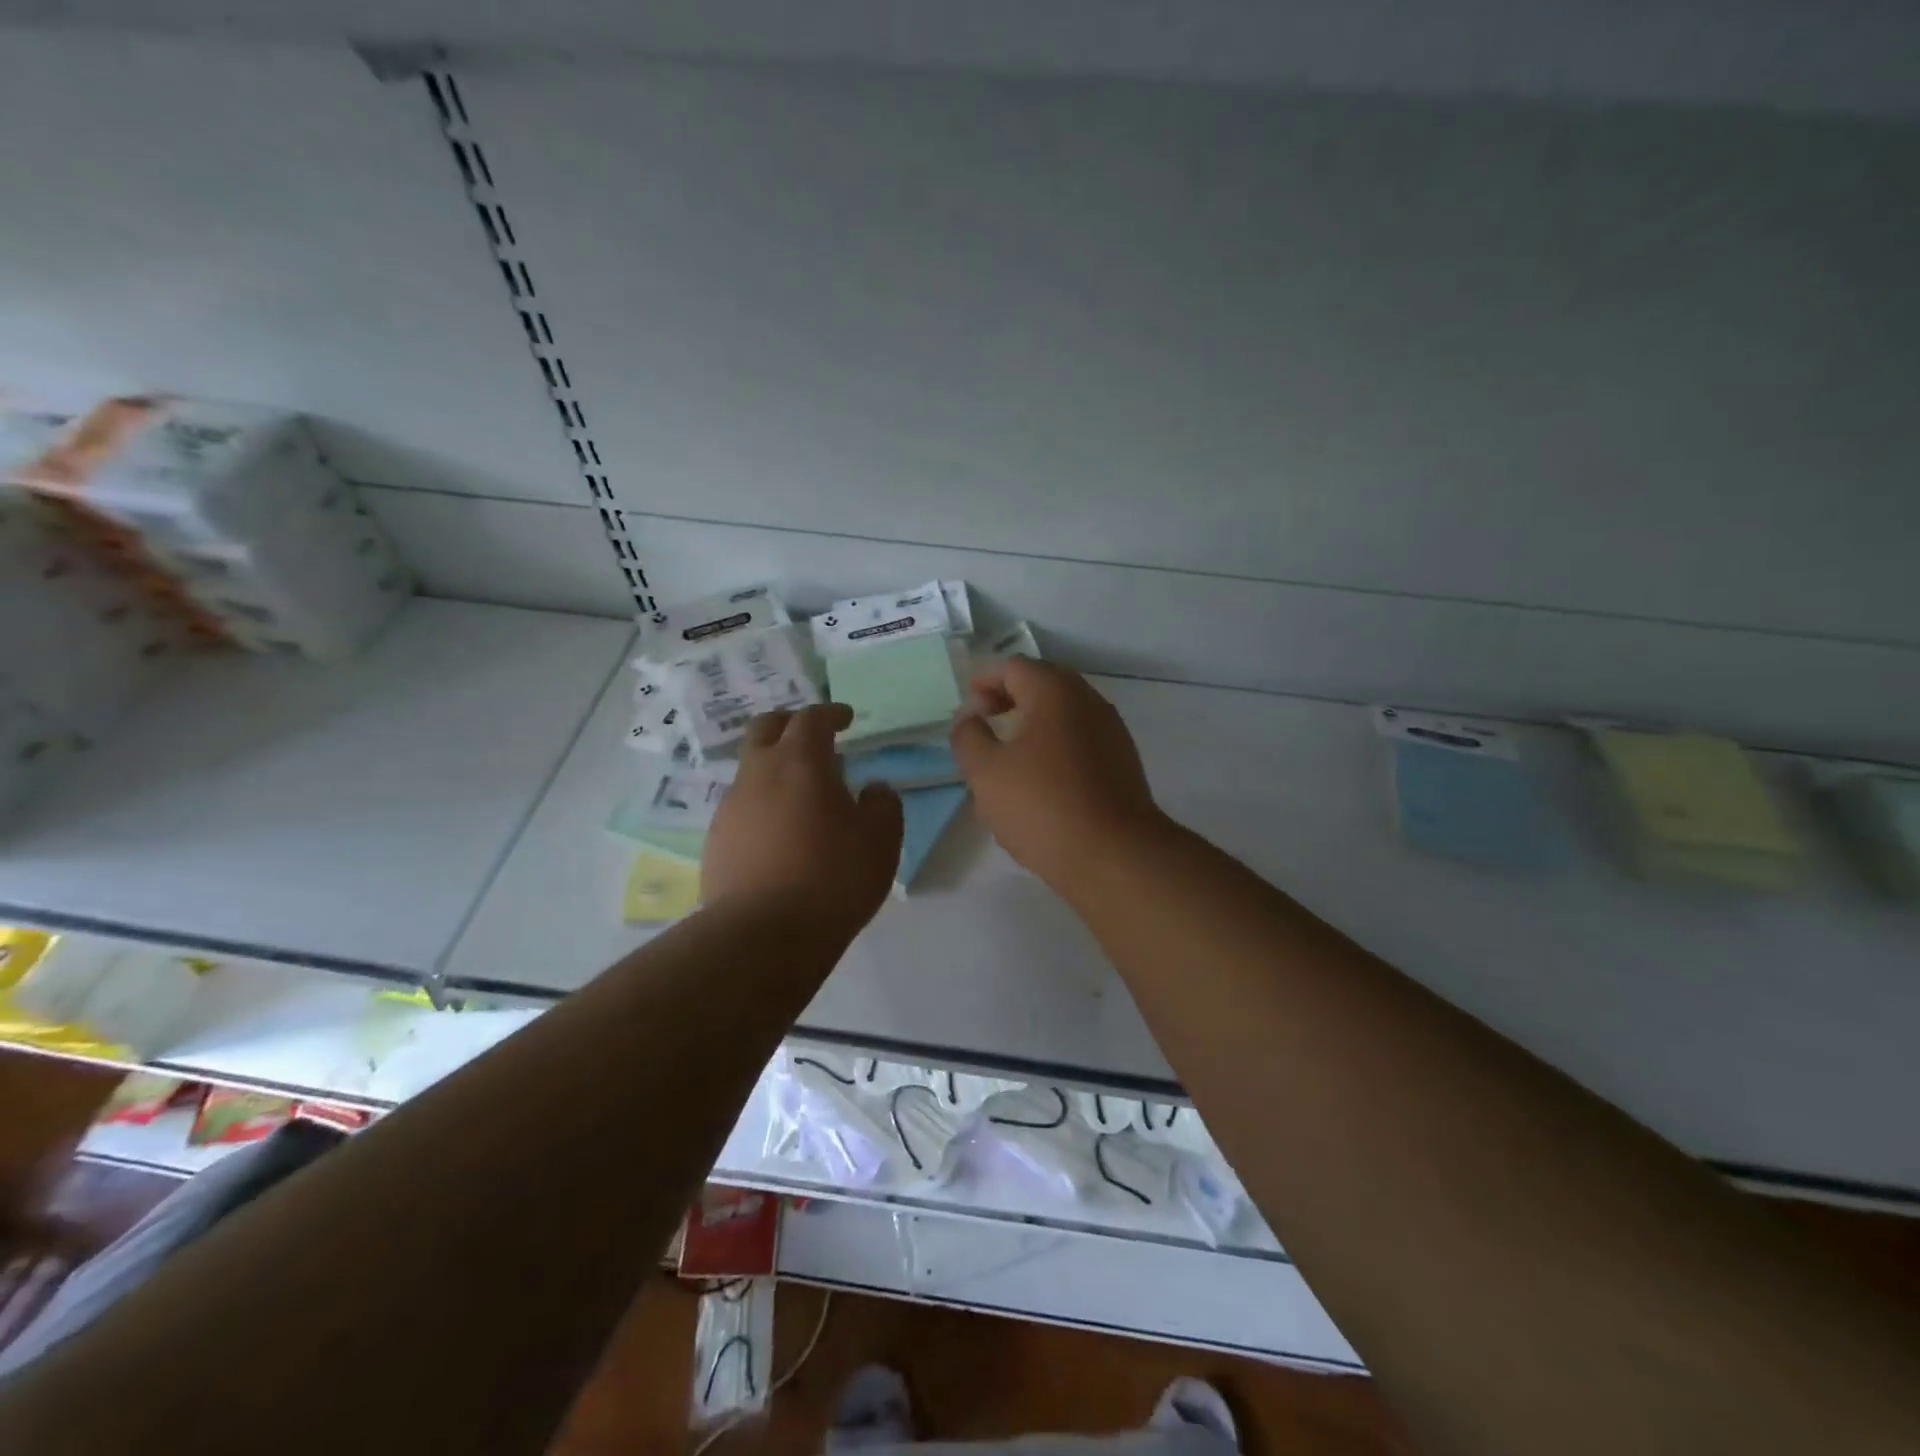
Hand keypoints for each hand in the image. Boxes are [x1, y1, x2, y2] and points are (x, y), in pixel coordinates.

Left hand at [702, 703, 903, 936]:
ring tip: (802, 796)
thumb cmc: (833, 878)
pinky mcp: (716, 841)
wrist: (763, 935)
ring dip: (775, 768)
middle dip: (790, 724)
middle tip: (813, 737)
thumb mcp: (881, 840)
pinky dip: (763, 805)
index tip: (846, 719)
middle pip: (765, 728)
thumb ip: (883, 804)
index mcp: (799, 762)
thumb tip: (873, 789)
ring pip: (750, 770)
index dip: (831, 713)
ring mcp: (731, 808)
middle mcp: (757, 774)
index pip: (812, 719)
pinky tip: (781, 835)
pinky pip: (742, 808)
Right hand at [949, 658, 1165, 890]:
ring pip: (1063, 716)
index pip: (1013, 667)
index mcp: (1055, 691)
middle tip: (984, 726)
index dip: (984, 682)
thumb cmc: (1042, 805)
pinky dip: (1055, 747)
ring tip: (1007, 757)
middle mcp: (1089, 701)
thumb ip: (968, 736)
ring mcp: (1111, 732)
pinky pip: (1080, 742)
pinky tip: (1040, 782)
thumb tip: (970, 717)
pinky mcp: (1122, 764)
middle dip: (1008, 700)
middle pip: (1042, 686)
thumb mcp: (986, 771)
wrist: (1115, 855)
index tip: (967, 711)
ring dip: (1032, 725)